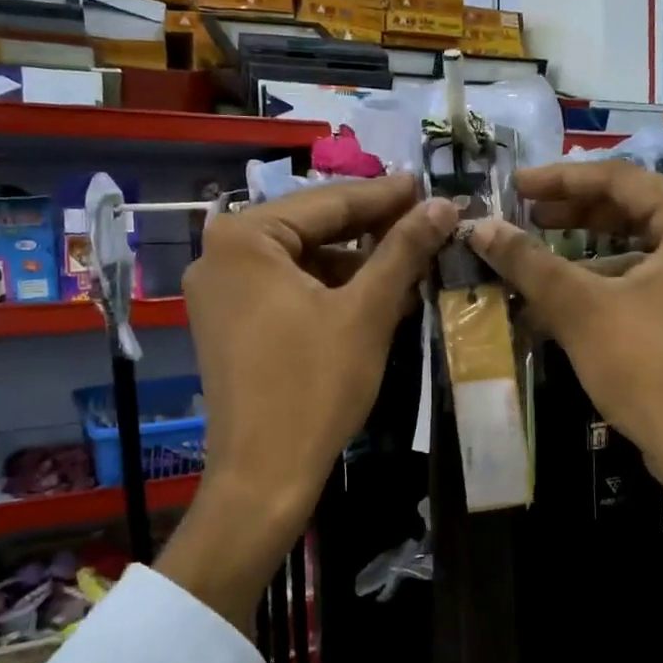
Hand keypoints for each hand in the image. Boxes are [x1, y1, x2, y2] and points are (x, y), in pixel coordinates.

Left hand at [160, 175, 453, 624]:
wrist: (264, 475)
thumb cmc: (315, 386)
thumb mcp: (368, 311)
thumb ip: (404, 249)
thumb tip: (443, 204)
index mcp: (243, 238)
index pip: (328, 202)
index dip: (385, 195)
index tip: (427, 186)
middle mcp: (219, 254)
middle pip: (312, 229)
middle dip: (371, 231)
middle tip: (425, 222)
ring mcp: (219, 291)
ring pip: (302, 261)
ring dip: (355, 264)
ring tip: (409, 264)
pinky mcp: (228, 323)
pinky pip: (287, 289)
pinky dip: (330, 291)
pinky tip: (375, 298)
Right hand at [468, 161, 662, 508]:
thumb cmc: (650, 368)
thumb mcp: (580, 309)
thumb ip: (529, 262)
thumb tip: (480, 228)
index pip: (620, 179)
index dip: (560, 180)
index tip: (514, 186)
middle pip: (636, 213)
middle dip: (575, 216)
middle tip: (526, 219)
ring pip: (645, 254)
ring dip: (589, 260)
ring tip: (538, 270)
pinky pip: (658, 287)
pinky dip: (614, 291)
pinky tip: (570, 311)